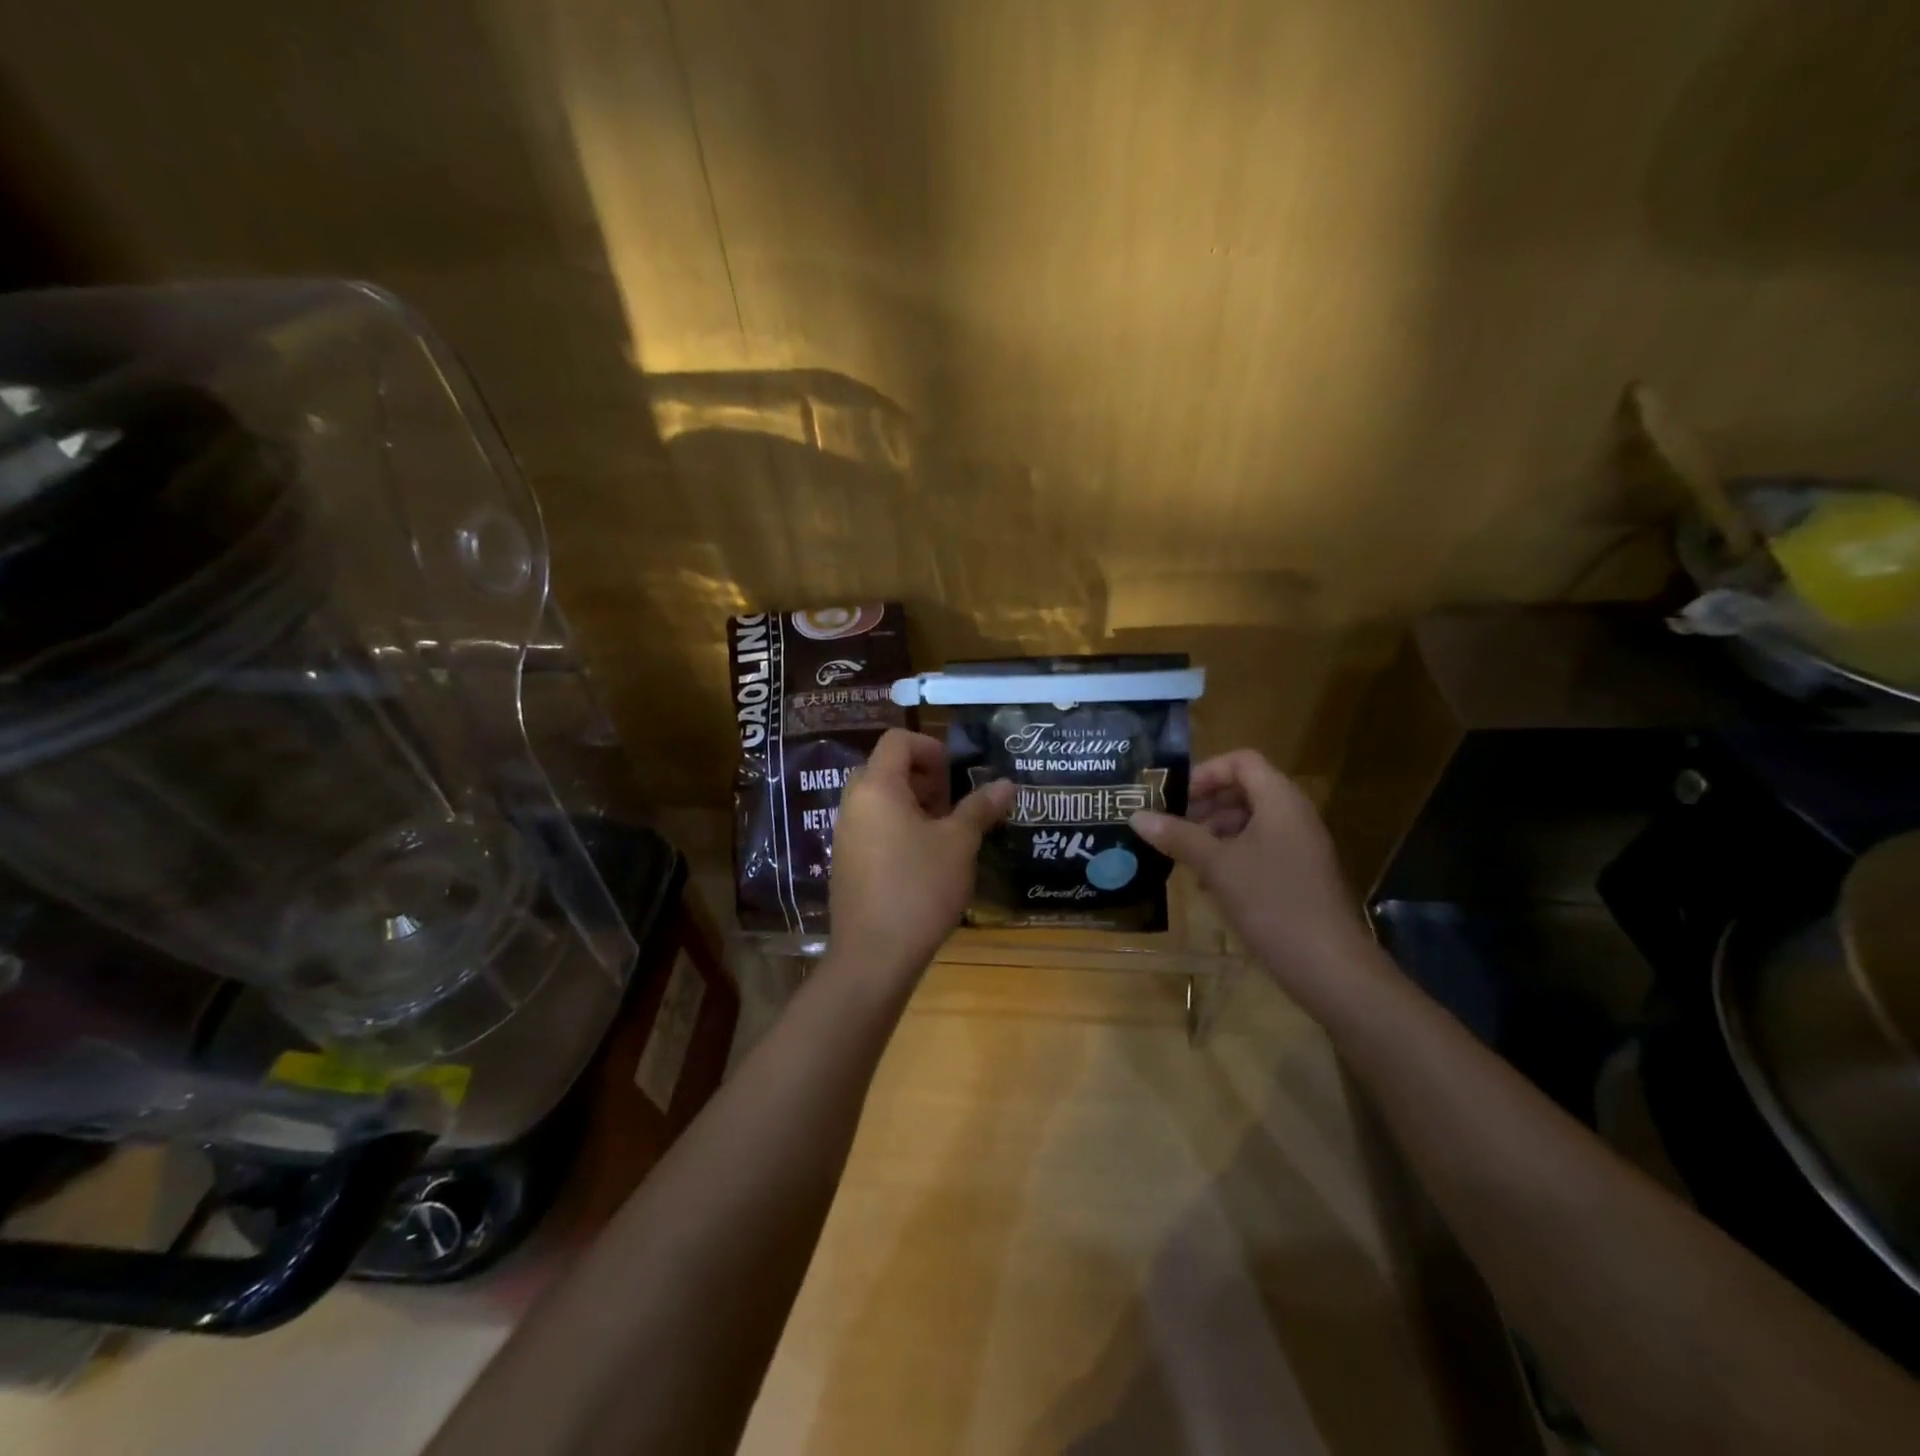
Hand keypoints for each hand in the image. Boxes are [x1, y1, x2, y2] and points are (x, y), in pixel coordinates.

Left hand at [829, 729, 1014, 980]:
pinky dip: (898, 829)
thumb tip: (1007, 784)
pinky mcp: (846, 862)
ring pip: (880, 800)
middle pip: (888, 768)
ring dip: (914, 806)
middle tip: (952, 807)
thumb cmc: (919, 888)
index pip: (898, 740)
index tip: (956, 777)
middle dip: (925, 779)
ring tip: (944, 836)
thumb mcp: (959, 844)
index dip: (932, 748)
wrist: (874, 955)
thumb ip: (980, 808)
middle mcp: (853, 803)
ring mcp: (845, 834)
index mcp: (877, 787)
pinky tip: (923, 862)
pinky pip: (873, 827)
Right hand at [1130, 749, 1373, 997]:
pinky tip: (1207, 883)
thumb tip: (1136, 815)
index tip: (1175, 799)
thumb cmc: (1272, 903)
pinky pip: (1259, 848)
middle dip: (1205, 804)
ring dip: (1213, 831)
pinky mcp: (1298, 875)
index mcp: (1280, 801)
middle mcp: (1293, 815)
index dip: (1205, 773)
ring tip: (1182, 855)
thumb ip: (1178, 836)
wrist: (1328, 966)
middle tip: (1171, 826)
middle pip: (1244, 790)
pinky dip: (1230, 855)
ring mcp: (1299, 846)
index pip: (1241, 761)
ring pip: (1250, 822)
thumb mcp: (1217, 866)